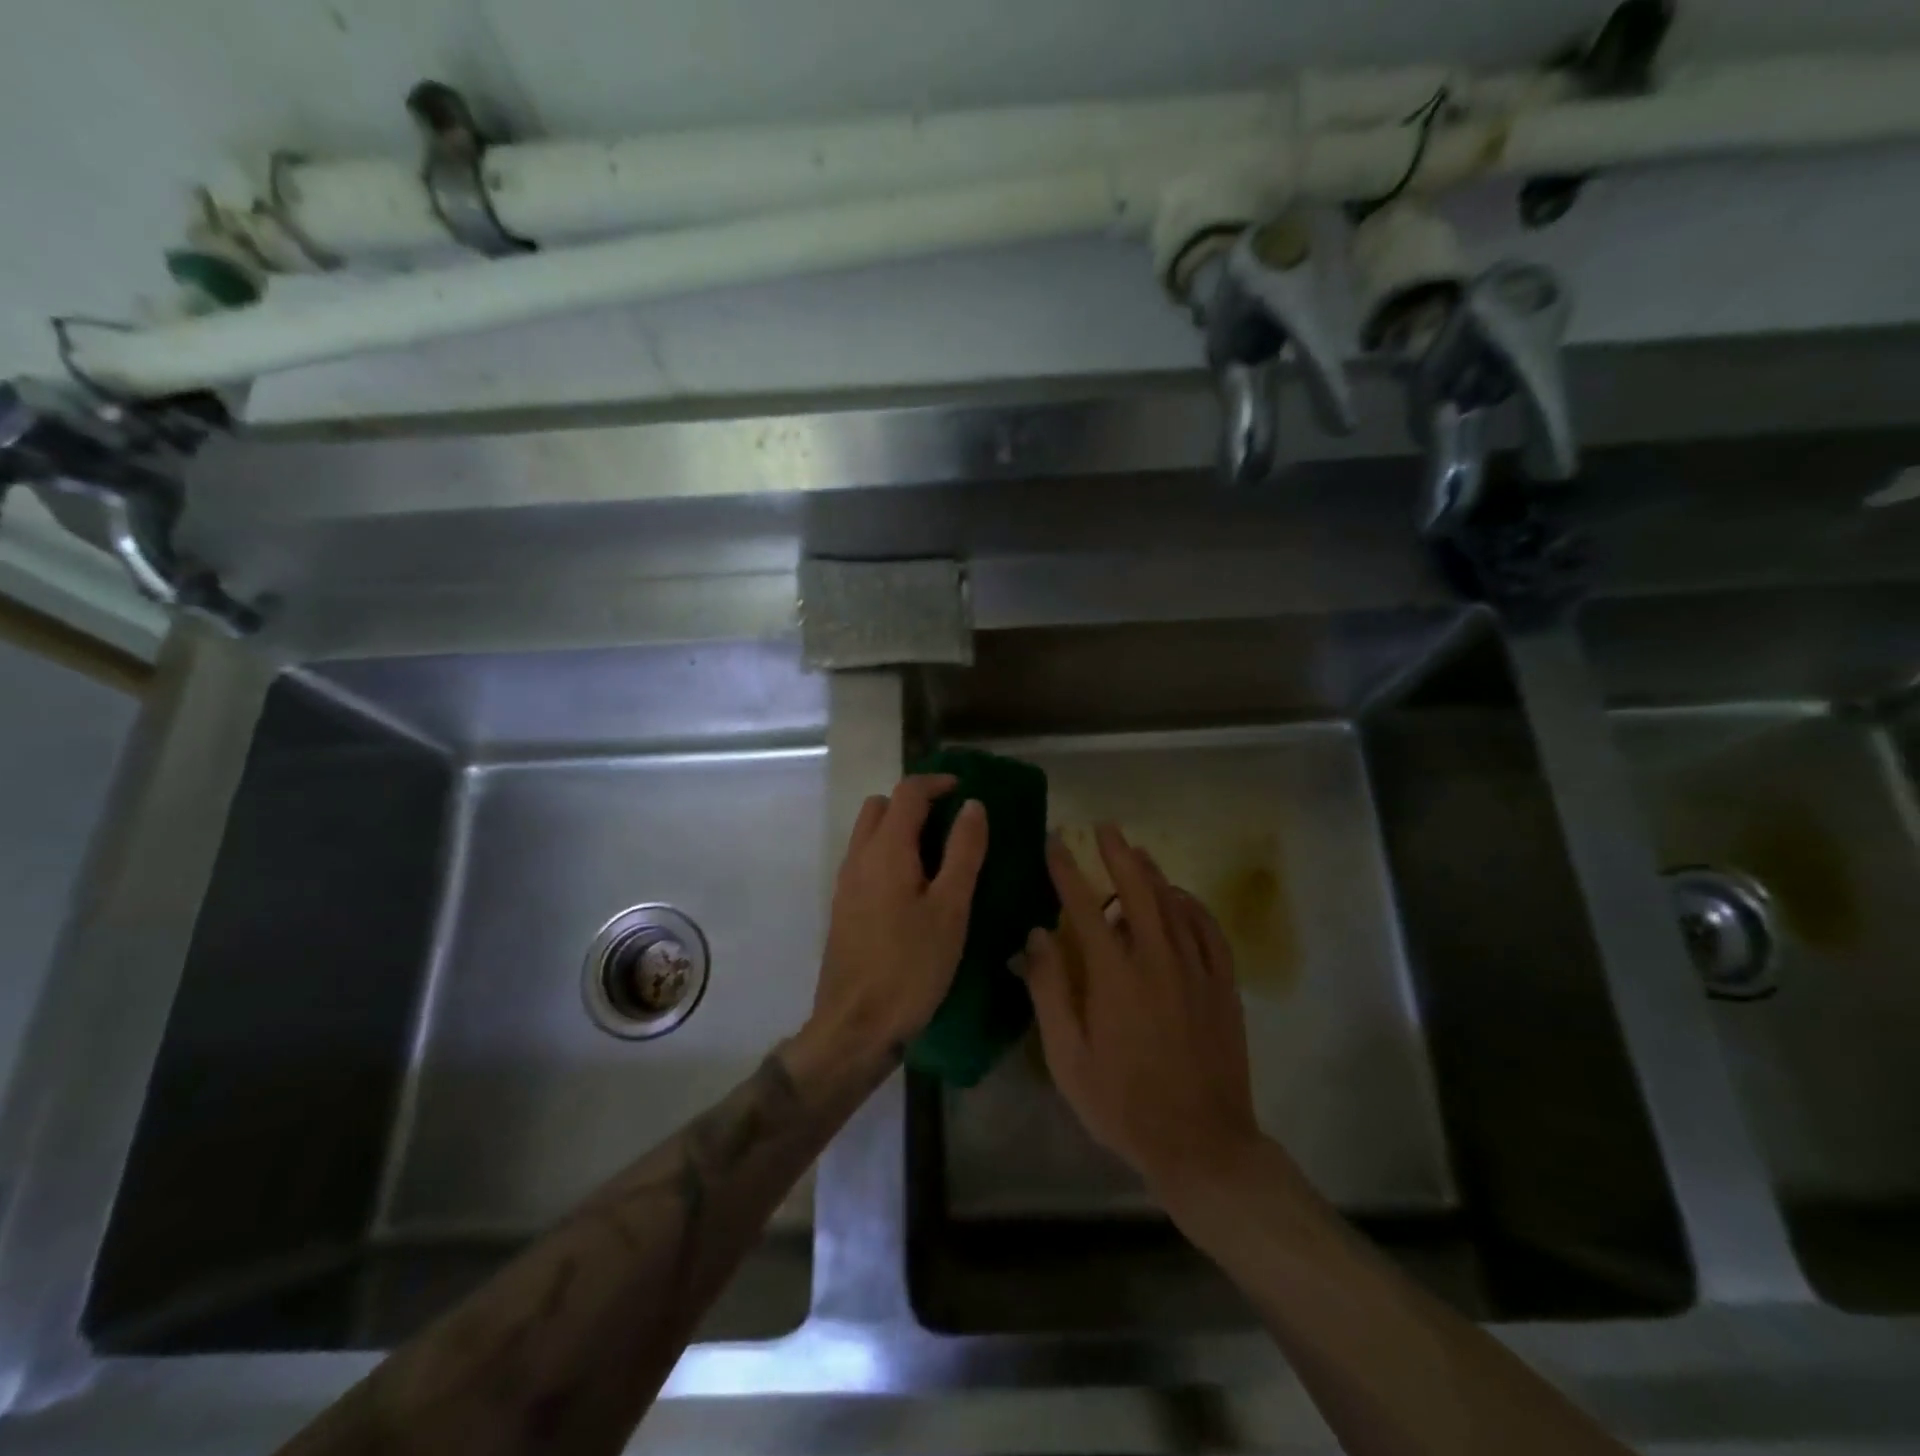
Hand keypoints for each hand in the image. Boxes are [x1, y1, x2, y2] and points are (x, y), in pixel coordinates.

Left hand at [807, 774, 987, 1064]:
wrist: (855, 1026)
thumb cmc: (910, 966)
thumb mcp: (950, 909)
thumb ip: (963, 851)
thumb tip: (973, 805)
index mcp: (886, 850)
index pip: (908, 791)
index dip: (938, 782)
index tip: (967, 791)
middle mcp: (859, 857)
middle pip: (882, 806)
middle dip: (915, 802)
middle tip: (952, 824)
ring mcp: (846, 883)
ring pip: (869, 833)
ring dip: (900, 829)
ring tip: (938, 856)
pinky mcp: (843, 908)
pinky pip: (865, 861)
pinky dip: (889, 855)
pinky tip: (915, 889)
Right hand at [1020, 825, 1258, 1193]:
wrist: (1202, 1143)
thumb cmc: (1123, 1104)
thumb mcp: (1068, 1058)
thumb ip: (1050, 991)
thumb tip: (1037, 935)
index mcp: (1114, 975)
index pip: (1083, 905)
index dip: (1066, 869)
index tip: (1054, 842)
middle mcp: (1157, 959)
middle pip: (1137, 889)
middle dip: (1117, 853)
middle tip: (1104, 827)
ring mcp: (1196, 970)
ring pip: (1174, 903)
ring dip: (1152, 873)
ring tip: (1137, 851)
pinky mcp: (1223, 986)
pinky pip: (1209, 930)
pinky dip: (1193, 906)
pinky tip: (1182, 898)